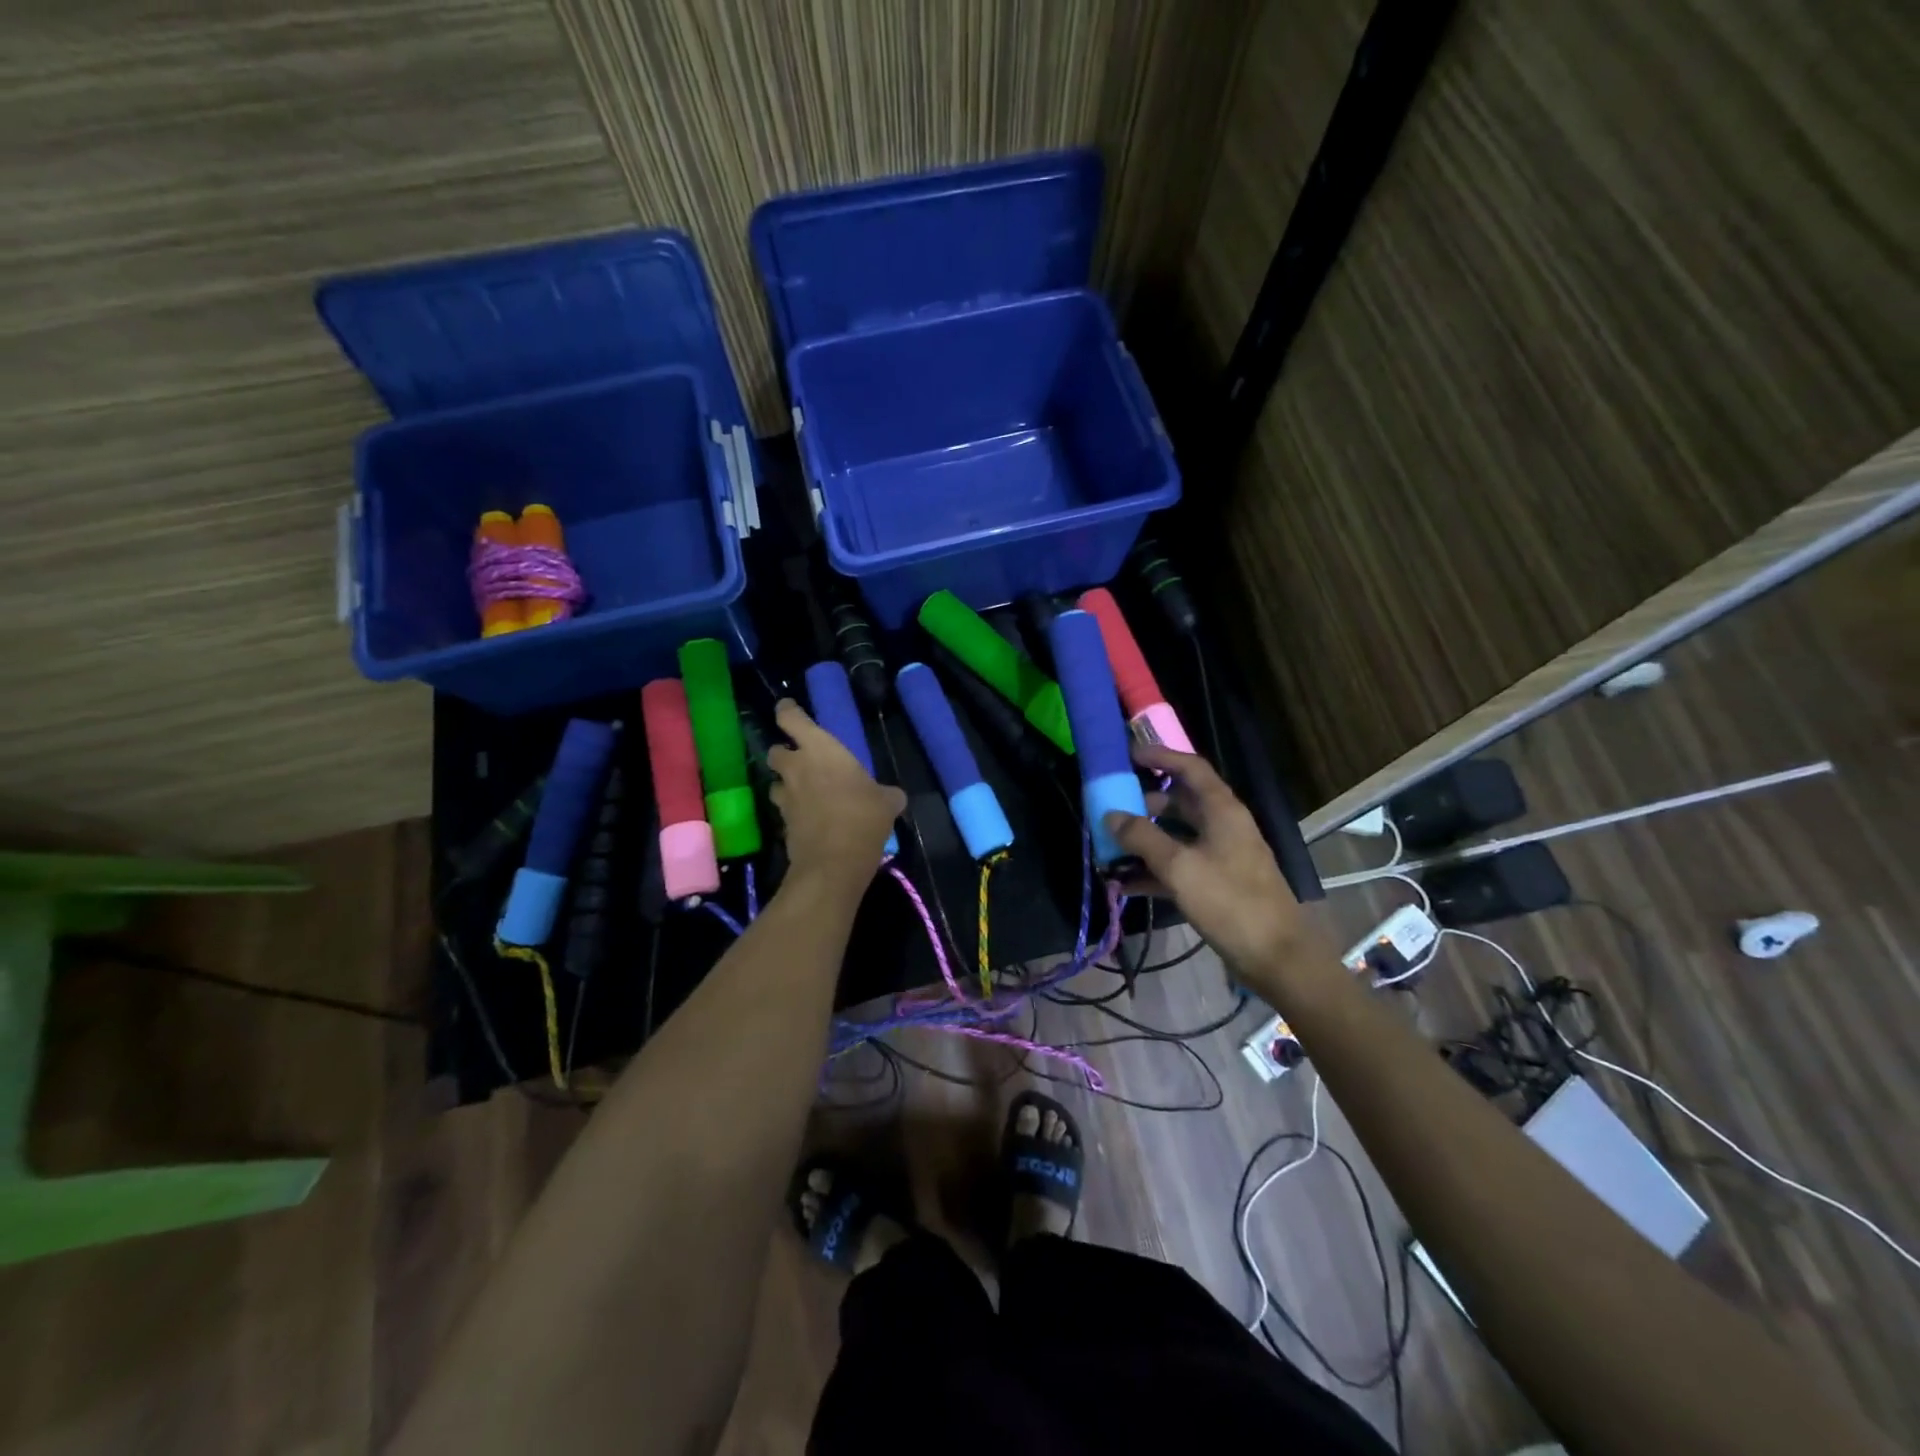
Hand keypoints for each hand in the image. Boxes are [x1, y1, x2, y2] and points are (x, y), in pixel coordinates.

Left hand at [766, 699, 905, 887]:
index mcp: (820, 749)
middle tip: (800, 758)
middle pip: (775, 750)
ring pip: (776, 782)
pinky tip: (810, 819)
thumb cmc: (863, 817)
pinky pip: (785, 810)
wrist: (834, 862)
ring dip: (786, 784)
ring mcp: (787, 797)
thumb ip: (886, 794)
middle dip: (784, 752)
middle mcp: (796, 768)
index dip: (787, 711)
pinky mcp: (783, 824)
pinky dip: (794, 811)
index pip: (792, 718)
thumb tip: (894, 797)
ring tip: (804, 792)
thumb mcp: (886, 802)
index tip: (787, 708)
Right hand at [1105, 743, 1318, 984]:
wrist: (1275, 957)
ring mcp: (1220, 856)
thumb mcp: (1179, 866)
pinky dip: (1153, 870)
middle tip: (1110, 807)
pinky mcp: (1216, 884)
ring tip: (1109, 848)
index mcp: (1222, 810)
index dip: (1161, 756)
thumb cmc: (1229, 901)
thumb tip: (1111, 815)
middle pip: (1179, 802)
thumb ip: (1142, 837)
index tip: (1128, 755)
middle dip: (1143, 804)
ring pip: (1176, 836)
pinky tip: (1124, 884)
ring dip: (1144, 840)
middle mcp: (1222, 826)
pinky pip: (1178, 866)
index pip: (1190, 768)